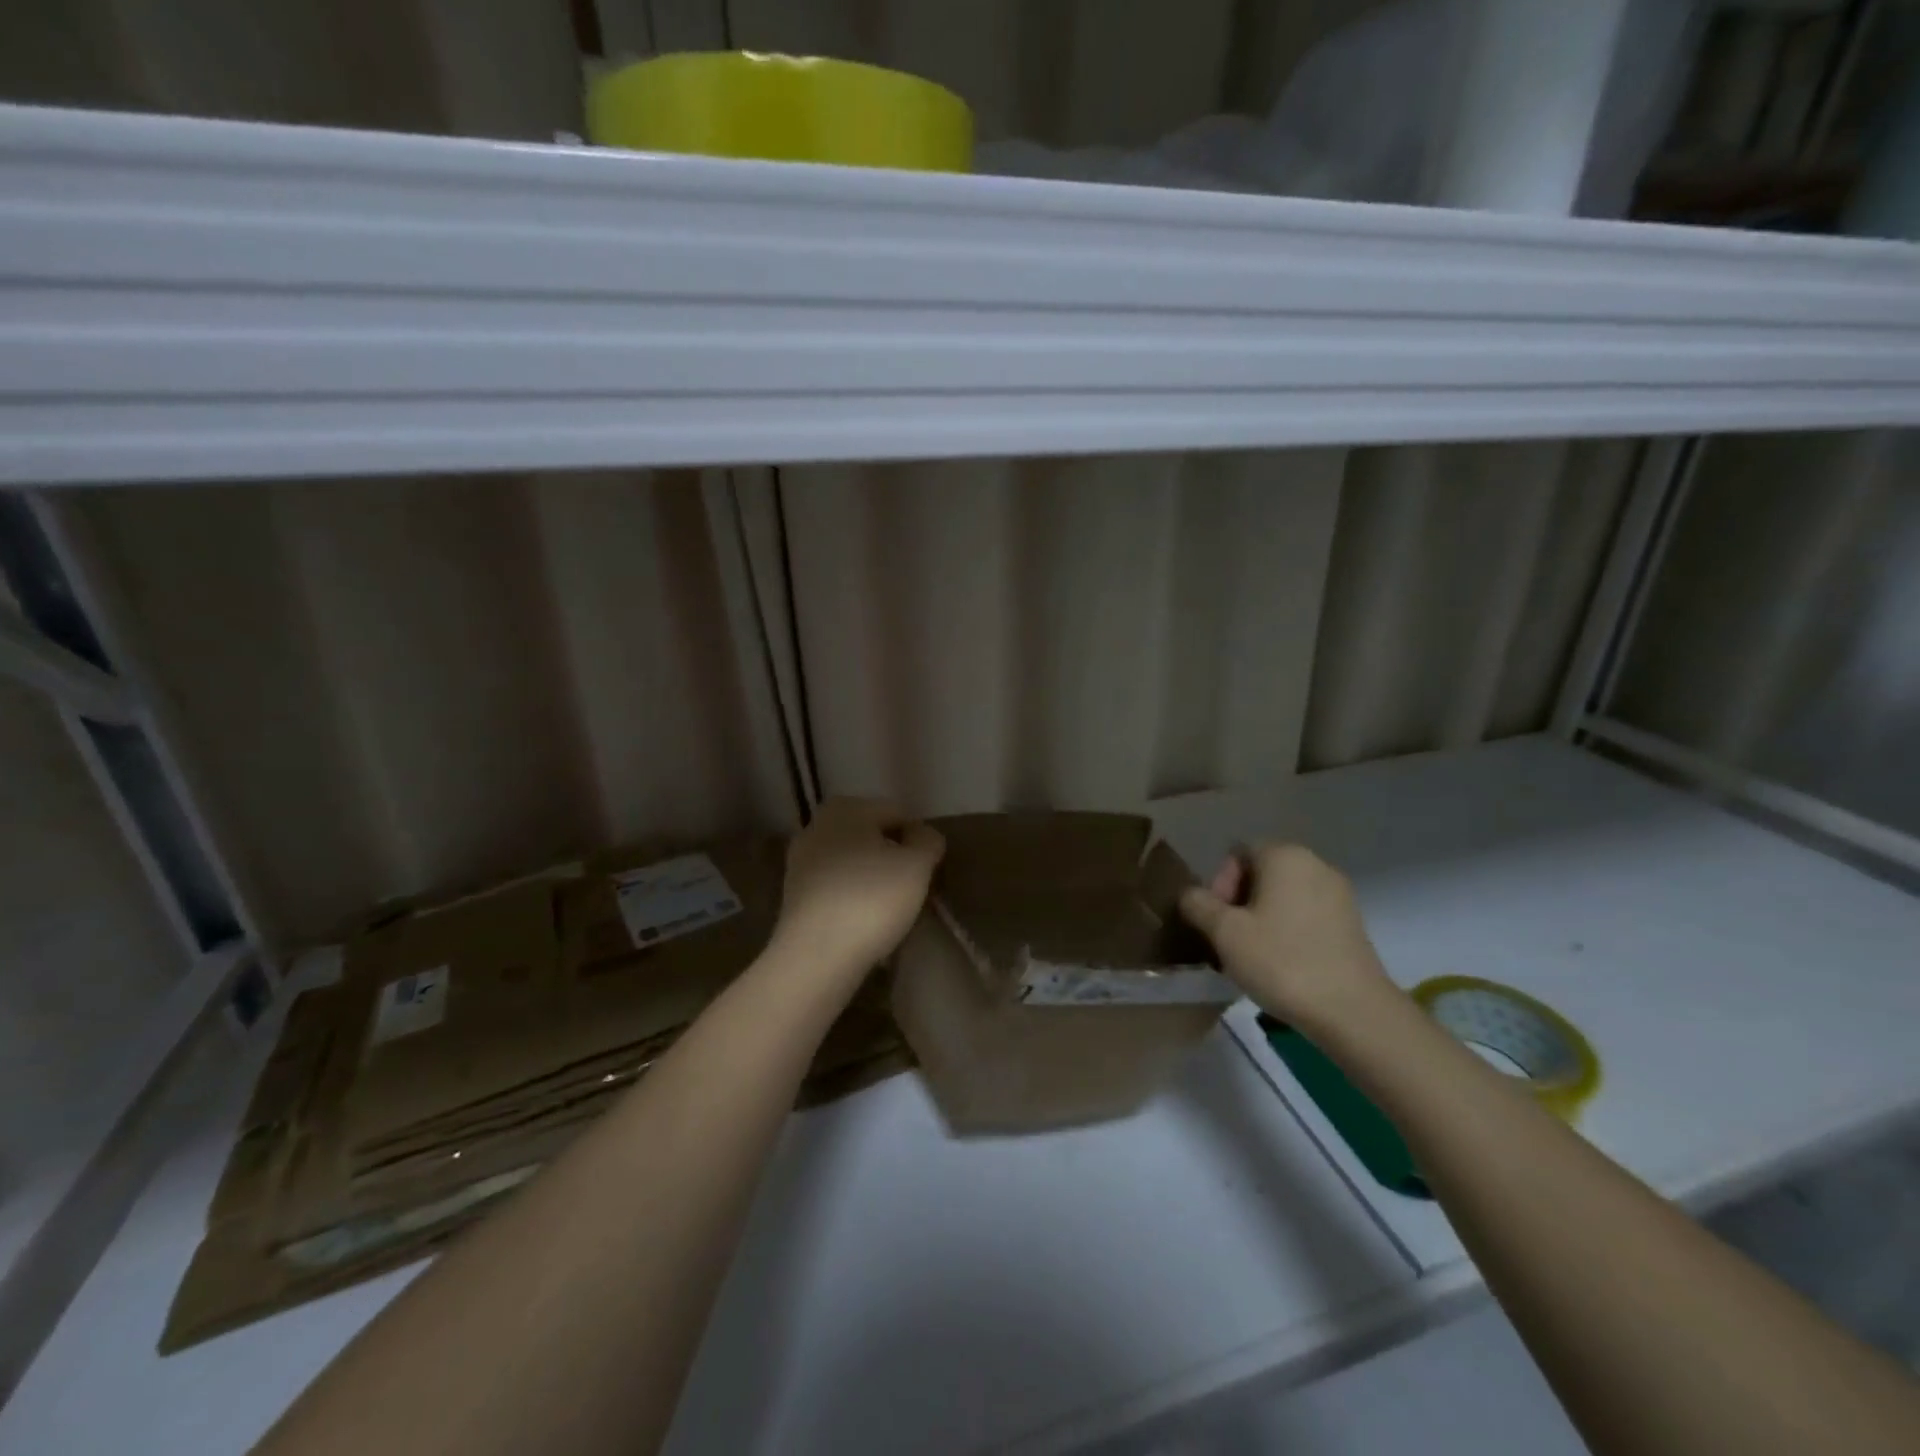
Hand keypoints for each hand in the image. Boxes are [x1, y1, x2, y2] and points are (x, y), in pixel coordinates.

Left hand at [774, 797, 944, 980]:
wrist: (816, 956)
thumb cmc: (871, 899)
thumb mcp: (917, 866)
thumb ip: (928, 842)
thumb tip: (923, 836)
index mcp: (846, 807)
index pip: (897, 814)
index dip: (918, 841)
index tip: (926, 871)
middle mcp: (816, 825)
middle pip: (871, 836)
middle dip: (892, 857)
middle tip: (911, 889)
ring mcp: (800, 860)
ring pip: (852, 862)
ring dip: (872, 878)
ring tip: (889, 910)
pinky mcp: (793, 895)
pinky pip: (835, 887)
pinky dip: (852, 898)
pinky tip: (863, 922)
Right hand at [1178, 843, 1394, 1032]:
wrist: (1353, 1011)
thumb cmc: (1282, 961)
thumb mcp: (1224, 933)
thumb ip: (1198, 905)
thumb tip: (1190, 894)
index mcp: (1284, 855)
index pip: (1237, 854)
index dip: (1220, 885)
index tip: (1218, 922)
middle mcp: (1315, 864)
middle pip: (1261, 874)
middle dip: (1239, 903)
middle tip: (1229, 941)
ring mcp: (1339, 894)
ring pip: (1283, 897)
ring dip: (1261, 919)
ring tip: (1253, 957)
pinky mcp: (1352, 924)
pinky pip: (1306, 916)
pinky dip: (1288, 932)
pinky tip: (1282, 964)